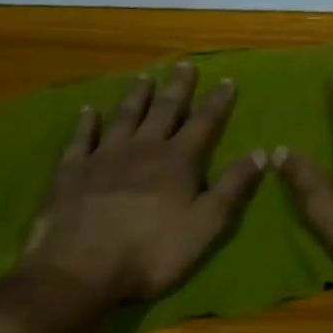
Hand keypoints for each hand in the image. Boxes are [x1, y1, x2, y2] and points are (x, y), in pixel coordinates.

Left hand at [21, 63, 265, 304]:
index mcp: (178, 160)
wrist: (80, 268)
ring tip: (144, 77)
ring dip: (135, 96)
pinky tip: (88, 110)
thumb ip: (233, 186)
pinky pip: (81, 138)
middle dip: (177, 87)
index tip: (227, 80)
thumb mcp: (206, 224)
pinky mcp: (71, 170)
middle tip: (184, 65)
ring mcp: (104, 156)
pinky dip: (86, 122)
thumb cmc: (152, 251)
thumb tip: (261, 152)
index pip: (204, 122)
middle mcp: (143, 147)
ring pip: (124, 116)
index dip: (217, 101)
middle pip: (163, 109)